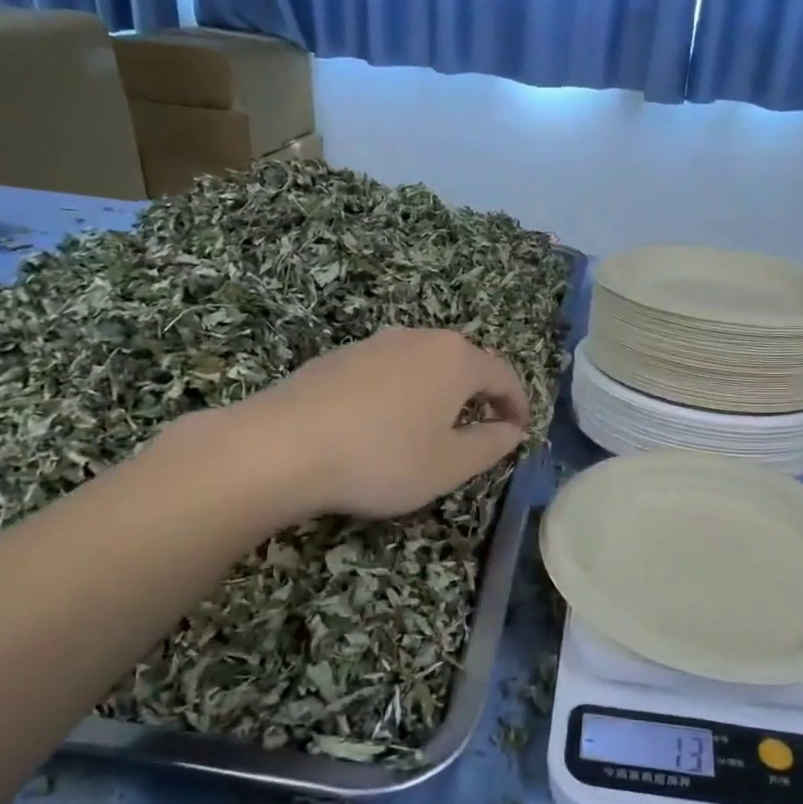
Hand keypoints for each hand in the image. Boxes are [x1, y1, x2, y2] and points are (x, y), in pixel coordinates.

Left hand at [226, 327, 530, 519]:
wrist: (281, 446)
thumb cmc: (382, 458)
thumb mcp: (449, 465)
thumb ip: (490, 446)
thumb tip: (512, 430)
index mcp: (455, 359)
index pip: (503, 375)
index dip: (518, 404)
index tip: (521, 430)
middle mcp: (418, 338)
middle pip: (463, 363)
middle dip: (479, 395)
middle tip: (483, 429)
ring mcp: (374, 343)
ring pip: (423, 364)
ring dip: (439, 393)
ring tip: (435, 428)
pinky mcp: (338, 357)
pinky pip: (388, 371)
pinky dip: (402, 393)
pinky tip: (385, 424)